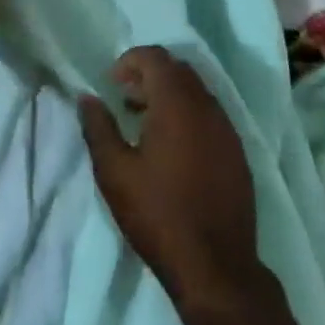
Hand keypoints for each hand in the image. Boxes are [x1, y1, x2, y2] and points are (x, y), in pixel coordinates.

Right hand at [79, 47, 264, 313]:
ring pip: (196, 91)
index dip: (130, 60)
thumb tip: (87, 97)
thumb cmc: (158, 214)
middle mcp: (207, 106)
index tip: (112, 83)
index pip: (155, 57)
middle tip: (126, 100)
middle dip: (149, 75)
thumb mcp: (114, 172)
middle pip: (178, 69)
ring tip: (145, 123)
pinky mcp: (237, 152)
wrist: (216, 267)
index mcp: (177, 103)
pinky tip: (173, 148)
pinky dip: (189, 114)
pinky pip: (211, 115)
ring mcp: (227, 129)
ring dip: (169, 95)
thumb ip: (98, 127)